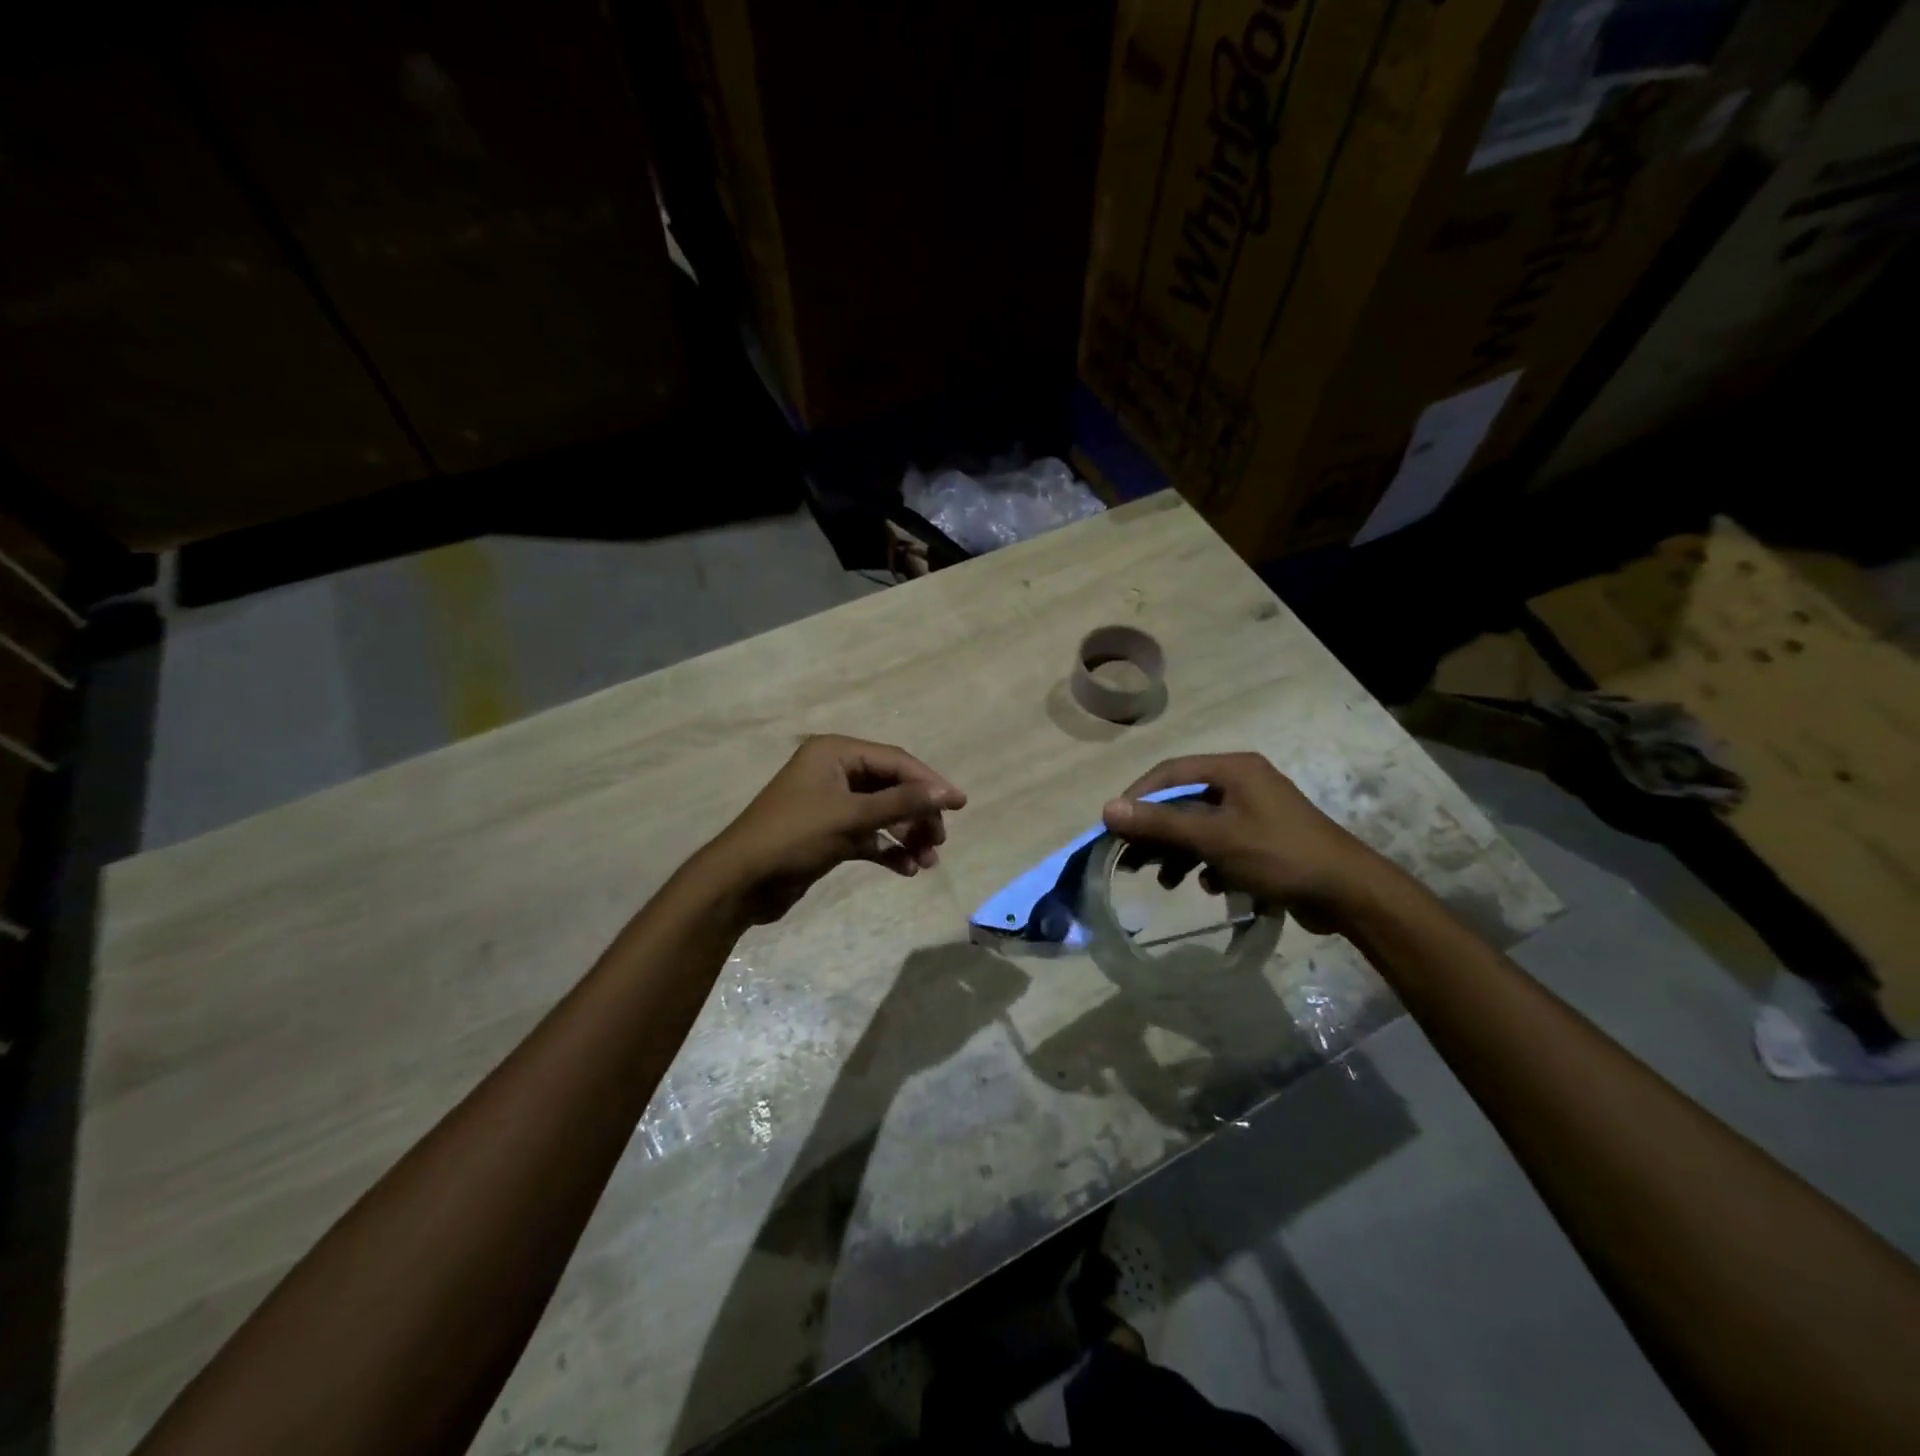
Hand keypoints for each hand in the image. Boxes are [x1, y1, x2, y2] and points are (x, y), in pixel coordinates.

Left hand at [700, 735, 966, 923]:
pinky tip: (906, 870)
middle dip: (918, 814)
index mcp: (835, 753)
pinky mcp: (829, 834)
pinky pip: (869, 836)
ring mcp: (832, 804)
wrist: (740, 882)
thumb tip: (946, 793)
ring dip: (907, 836)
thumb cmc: (794, 837)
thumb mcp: (850, 817)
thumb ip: (901, 803)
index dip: (929, 782)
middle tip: (939, 840)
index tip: (960, 804)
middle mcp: (835, 772)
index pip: (895, 761)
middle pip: (892, 787)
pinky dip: (888, 851)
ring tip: (927, 862)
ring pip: (883, 814)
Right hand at [1101, 753, 1389, 931]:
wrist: (1348, 893)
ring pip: (1200, 826)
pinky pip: (1221, 843)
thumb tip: (1106, 809)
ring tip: (1164, 881)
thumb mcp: (1213, 838)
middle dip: (1156, 832)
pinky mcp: (1263, 838)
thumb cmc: (1278, 855)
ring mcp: (1255, 811)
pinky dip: (1206, 862)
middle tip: (1131, 860)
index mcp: (1233, 769)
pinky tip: (1206, 885)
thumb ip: (1160, 823)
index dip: (1138, 798)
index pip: (1169, 773)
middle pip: (1183, 801)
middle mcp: (1242, 782)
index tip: (1115, 826)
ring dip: (1179, 852)